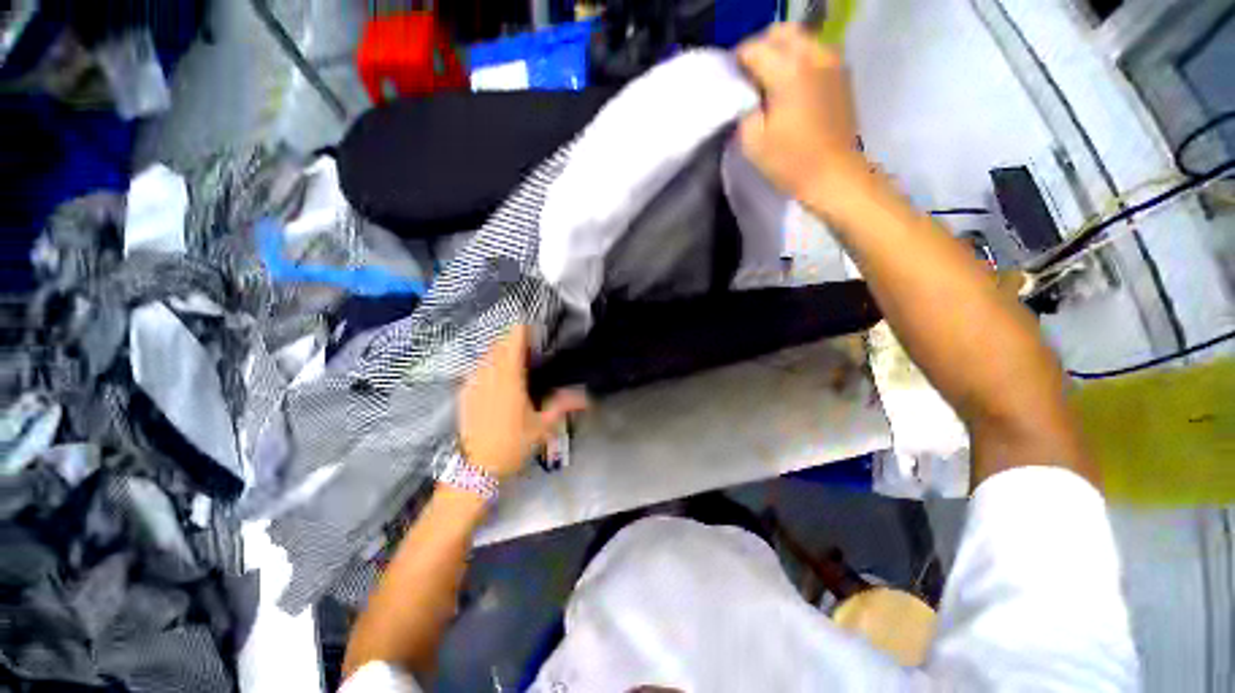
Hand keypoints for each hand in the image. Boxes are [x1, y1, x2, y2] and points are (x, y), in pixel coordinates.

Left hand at [458, 326, 587, 480]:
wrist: (476, 468)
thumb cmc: (512, 445)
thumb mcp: (542, 426)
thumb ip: (562, 406)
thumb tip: (586, 397)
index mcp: (509, 379)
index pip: (512, 343)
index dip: (521, 331)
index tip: (533, 328)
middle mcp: (488, 375)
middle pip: (498, 345)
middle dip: (512, 339)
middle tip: (528, 345)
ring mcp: (473, 383)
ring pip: (485, 356)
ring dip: (499, 351)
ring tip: (513, 358)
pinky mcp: (464, 393)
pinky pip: (475, 369)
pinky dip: (487, 365)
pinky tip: (495, 376)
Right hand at [737, 24, 867, 205]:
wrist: (834, 174)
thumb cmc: (790, 162)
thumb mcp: (753, 141)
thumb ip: (744, 109)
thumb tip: (747, 93)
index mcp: (788, 70)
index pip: (754, 48)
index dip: (737, 60)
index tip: (731, 78)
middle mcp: (813, 55)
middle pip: (781, 32)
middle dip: (761, 47)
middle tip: (750, 74)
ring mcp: (832, 62)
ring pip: (801, 39)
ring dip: (782, 52)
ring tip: (771, 80)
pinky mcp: (842, 74)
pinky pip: (816, 52)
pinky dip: (800, 60)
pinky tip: (792, 85)